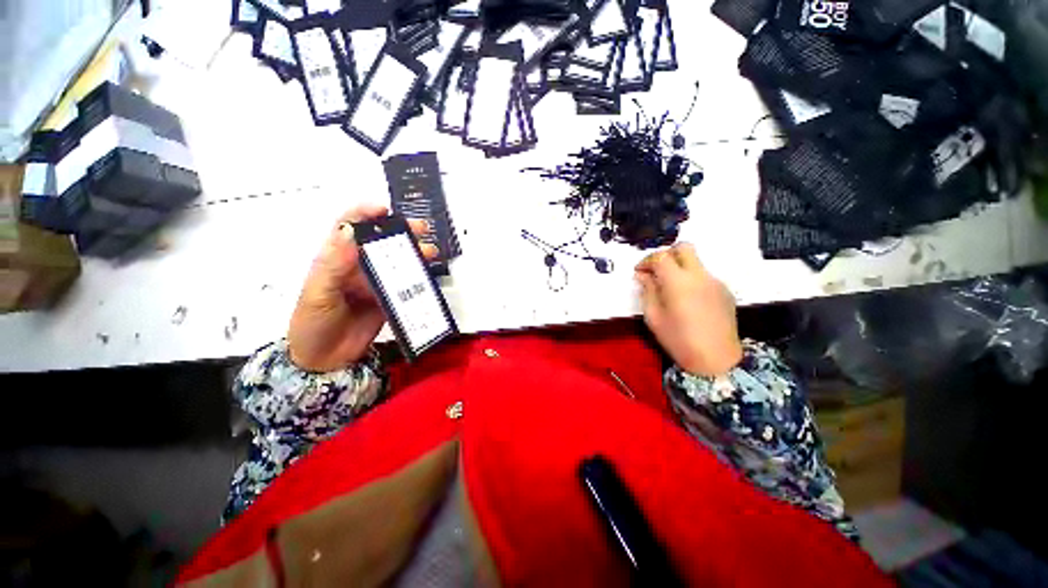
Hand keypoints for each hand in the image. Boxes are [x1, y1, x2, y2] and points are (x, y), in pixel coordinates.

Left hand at [288, 205, 437, 372]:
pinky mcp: (389, 300)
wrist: (325, 360)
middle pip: (380, 242)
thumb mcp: (317, 294)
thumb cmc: (313, 323)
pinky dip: (418, 278)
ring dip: (414, 254)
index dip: (365, 214)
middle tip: (420, 229)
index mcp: (336, 260)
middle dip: (400, 232)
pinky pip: (405, 285)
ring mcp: (375, 284)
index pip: (348, 228)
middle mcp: (358, 268)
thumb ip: (333, 265)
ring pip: (397, 262)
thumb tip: (351, 233)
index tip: (385, 210)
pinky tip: (429, 275)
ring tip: (430, 253)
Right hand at [635, 243, 742, 377]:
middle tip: (655, 270)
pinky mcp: (724, 290)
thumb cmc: (678, 340)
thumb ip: (647, 291)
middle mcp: (699, 276)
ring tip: (668, 287)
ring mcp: (715, 282)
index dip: (646, 261)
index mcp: (678, 282)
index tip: (639, 272)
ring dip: (679, 267)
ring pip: (695, 261)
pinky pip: (703, 275)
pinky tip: (686, 298)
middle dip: (666, 254)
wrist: (716, 360)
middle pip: (683, 248)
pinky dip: (690, 279)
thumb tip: (643, 275)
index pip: (661, 256)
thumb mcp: (654, 317)